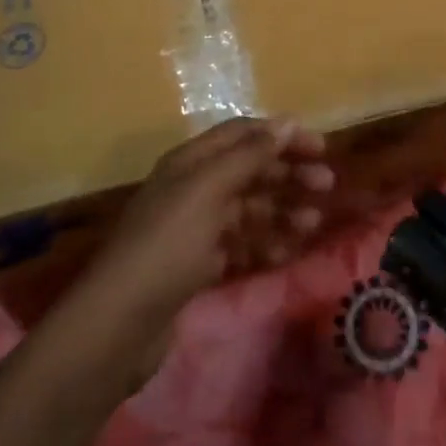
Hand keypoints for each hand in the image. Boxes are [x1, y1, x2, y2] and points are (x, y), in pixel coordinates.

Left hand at [80, 118, 332, 354]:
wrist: (118, 324)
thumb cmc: (167, 245)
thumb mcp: (208, 190)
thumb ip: (249, 155)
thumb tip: (287, 121)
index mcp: (191, 162)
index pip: (244, 135)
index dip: (282, 136)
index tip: (321, 148)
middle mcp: (193, 188)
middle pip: (249, 170)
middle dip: (288, 174)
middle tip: (326, 186)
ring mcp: (194, 229)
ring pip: (249, 209)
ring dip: (282, 211)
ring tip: (313, 223)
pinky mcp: (196, 266)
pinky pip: (240, 245)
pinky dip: (264, 244)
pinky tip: (288, 253)